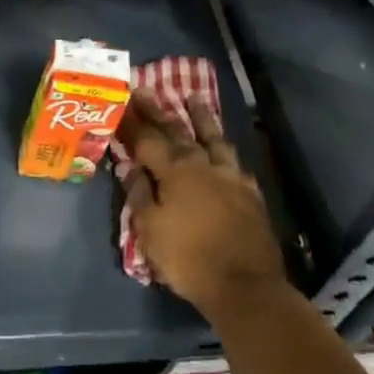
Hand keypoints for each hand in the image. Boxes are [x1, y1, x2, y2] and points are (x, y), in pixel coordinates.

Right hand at [120, 89, 285, 320]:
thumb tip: (130, 167)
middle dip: (159, 110)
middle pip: (177, 131)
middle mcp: (202, 164)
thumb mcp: (151, 231)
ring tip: (194, 98)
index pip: (147, 139)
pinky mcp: (250, 191)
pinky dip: (225, 150)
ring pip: (212, 137)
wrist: (245, 284)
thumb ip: (140, 195)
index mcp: (174, 172)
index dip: (133, 121)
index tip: (122, 100)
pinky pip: (235, 161)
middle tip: (146, 89)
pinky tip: (225, 149)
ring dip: (201, 117)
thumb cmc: (189, 259)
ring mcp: (229, 175)